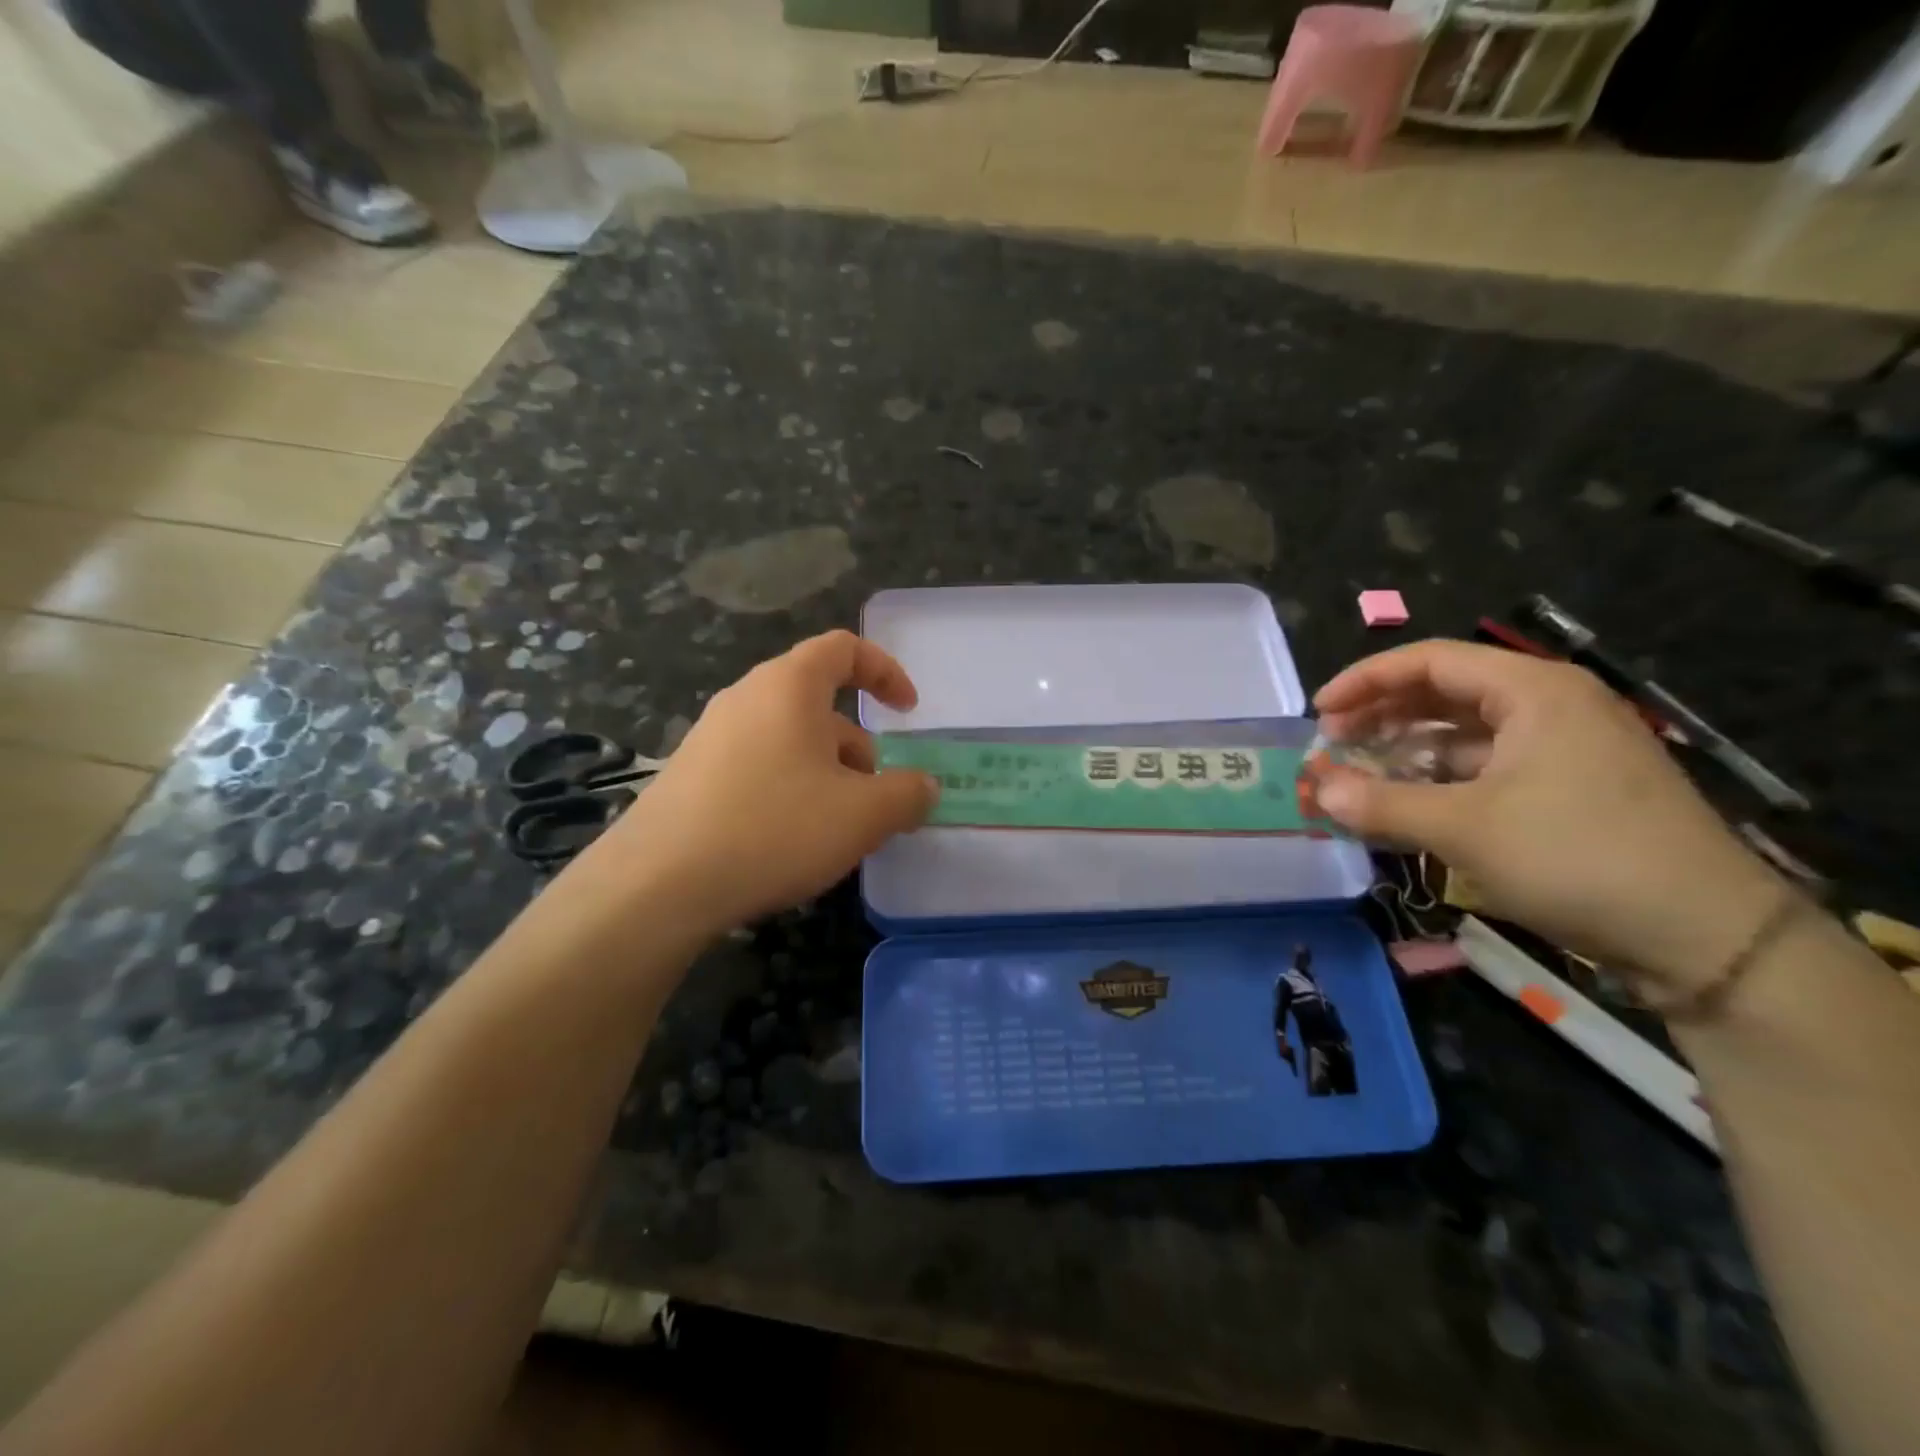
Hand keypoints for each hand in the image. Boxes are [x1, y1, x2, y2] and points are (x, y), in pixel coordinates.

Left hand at [577, 632, 937, 933]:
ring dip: (825, 771)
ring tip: (838, 826)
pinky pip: (756, 766)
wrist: (658, 883)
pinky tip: (790, 840)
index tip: (908, 711)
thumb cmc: (774, 828)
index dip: (885, 671)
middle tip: (876, 794)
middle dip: (857, 743)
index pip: (843, 649)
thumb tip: (924, 786)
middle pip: (816, 701)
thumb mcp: (862, 815)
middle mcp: (746, 698)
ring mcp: (710, 736)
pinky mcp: (689, 775)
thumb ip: (907, 794)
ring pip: (787, 739)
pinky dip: (788, 788)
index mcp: (789, 687)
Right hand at [1312, 640, 1784, 996]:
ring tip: (1360, 777)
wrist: (1706, 937)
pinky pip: (1487, 767)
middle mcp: (1550, 706)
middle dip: (1381, 716)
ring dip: (1406, 751)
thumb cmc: (1577, 857)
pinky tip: (1409, 804)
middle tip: (1332, 746)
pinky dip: (1440, 780)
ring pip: (1464, 733)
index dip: (1364, 681)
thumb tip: (1319, 790)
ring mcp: (1565, 748)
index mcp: (1532, 692)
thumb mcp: (1464, 829)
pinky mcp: (1571, 789)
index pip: (1429, 661)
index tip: (1318, 712)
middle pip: (1445, 692)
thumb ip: (1381, 804)